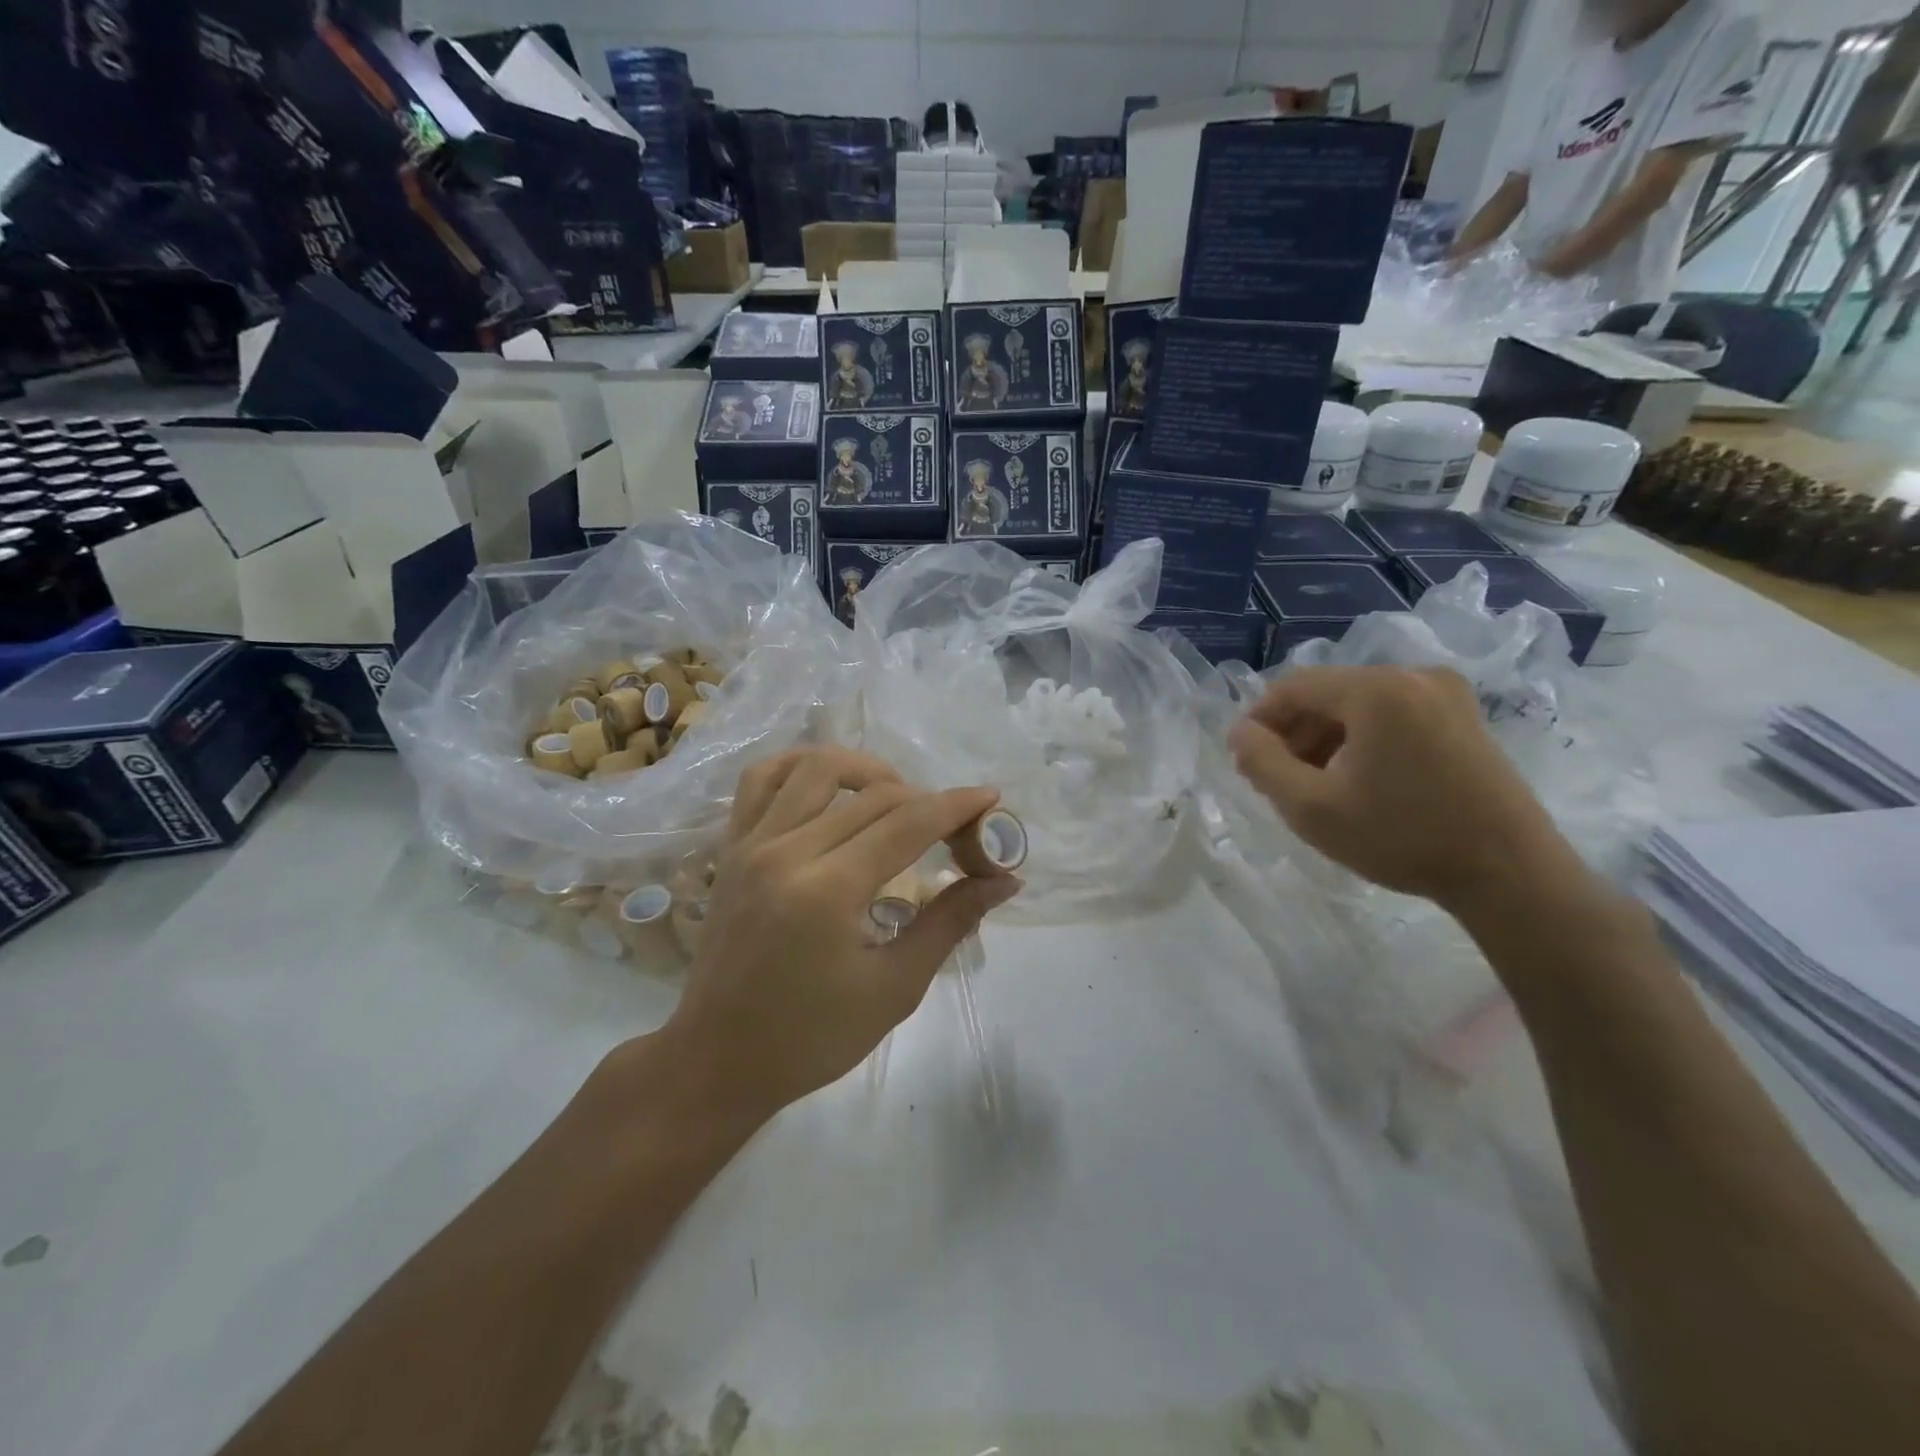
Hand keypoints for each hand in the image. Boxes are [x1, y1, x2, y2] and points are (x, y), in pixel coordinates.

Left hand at [660, 747, 1020, 1119]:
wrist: (718, 1060)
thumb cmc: (812, 1038)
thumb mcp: (894, 988)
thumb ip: (949, 922)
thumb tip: (1003, 882)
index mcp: (828, 891)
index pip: (907, 824)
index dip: (956, 806)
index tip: (990, 798)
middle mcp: (786, 852)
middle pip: (872, 795)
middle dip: (926, 800)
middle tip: (955, 828)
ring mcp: (751, 843)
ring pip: (815, 767)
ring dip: (866, 769)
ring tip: (896, 795)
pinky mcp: (730, 847)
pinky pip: (760, 779)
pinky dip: (799, 764)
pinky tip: (830, 784)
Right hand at [1228, 666, 1577, 911]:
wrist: (1510, 873)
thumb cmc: (1403, 837)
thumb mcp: (1312, 807)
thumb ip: (1263, 763)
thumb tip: (1240, 733)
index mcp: (1376, 689)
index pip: (1293, 687)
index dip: (1259, 720)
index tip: (1243, 761)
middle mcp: (1412, 677)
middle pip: (1328, 693)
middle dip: (1293, 733)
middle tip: (1275, 779)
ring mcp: (1446, 695)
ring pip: (1359, 705)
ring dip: (1325, 738)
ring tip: (1313, 785)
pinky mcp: (1464, 717)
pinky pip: (1392, 715)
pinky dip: (1362, 740)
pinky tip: (1356, 780)